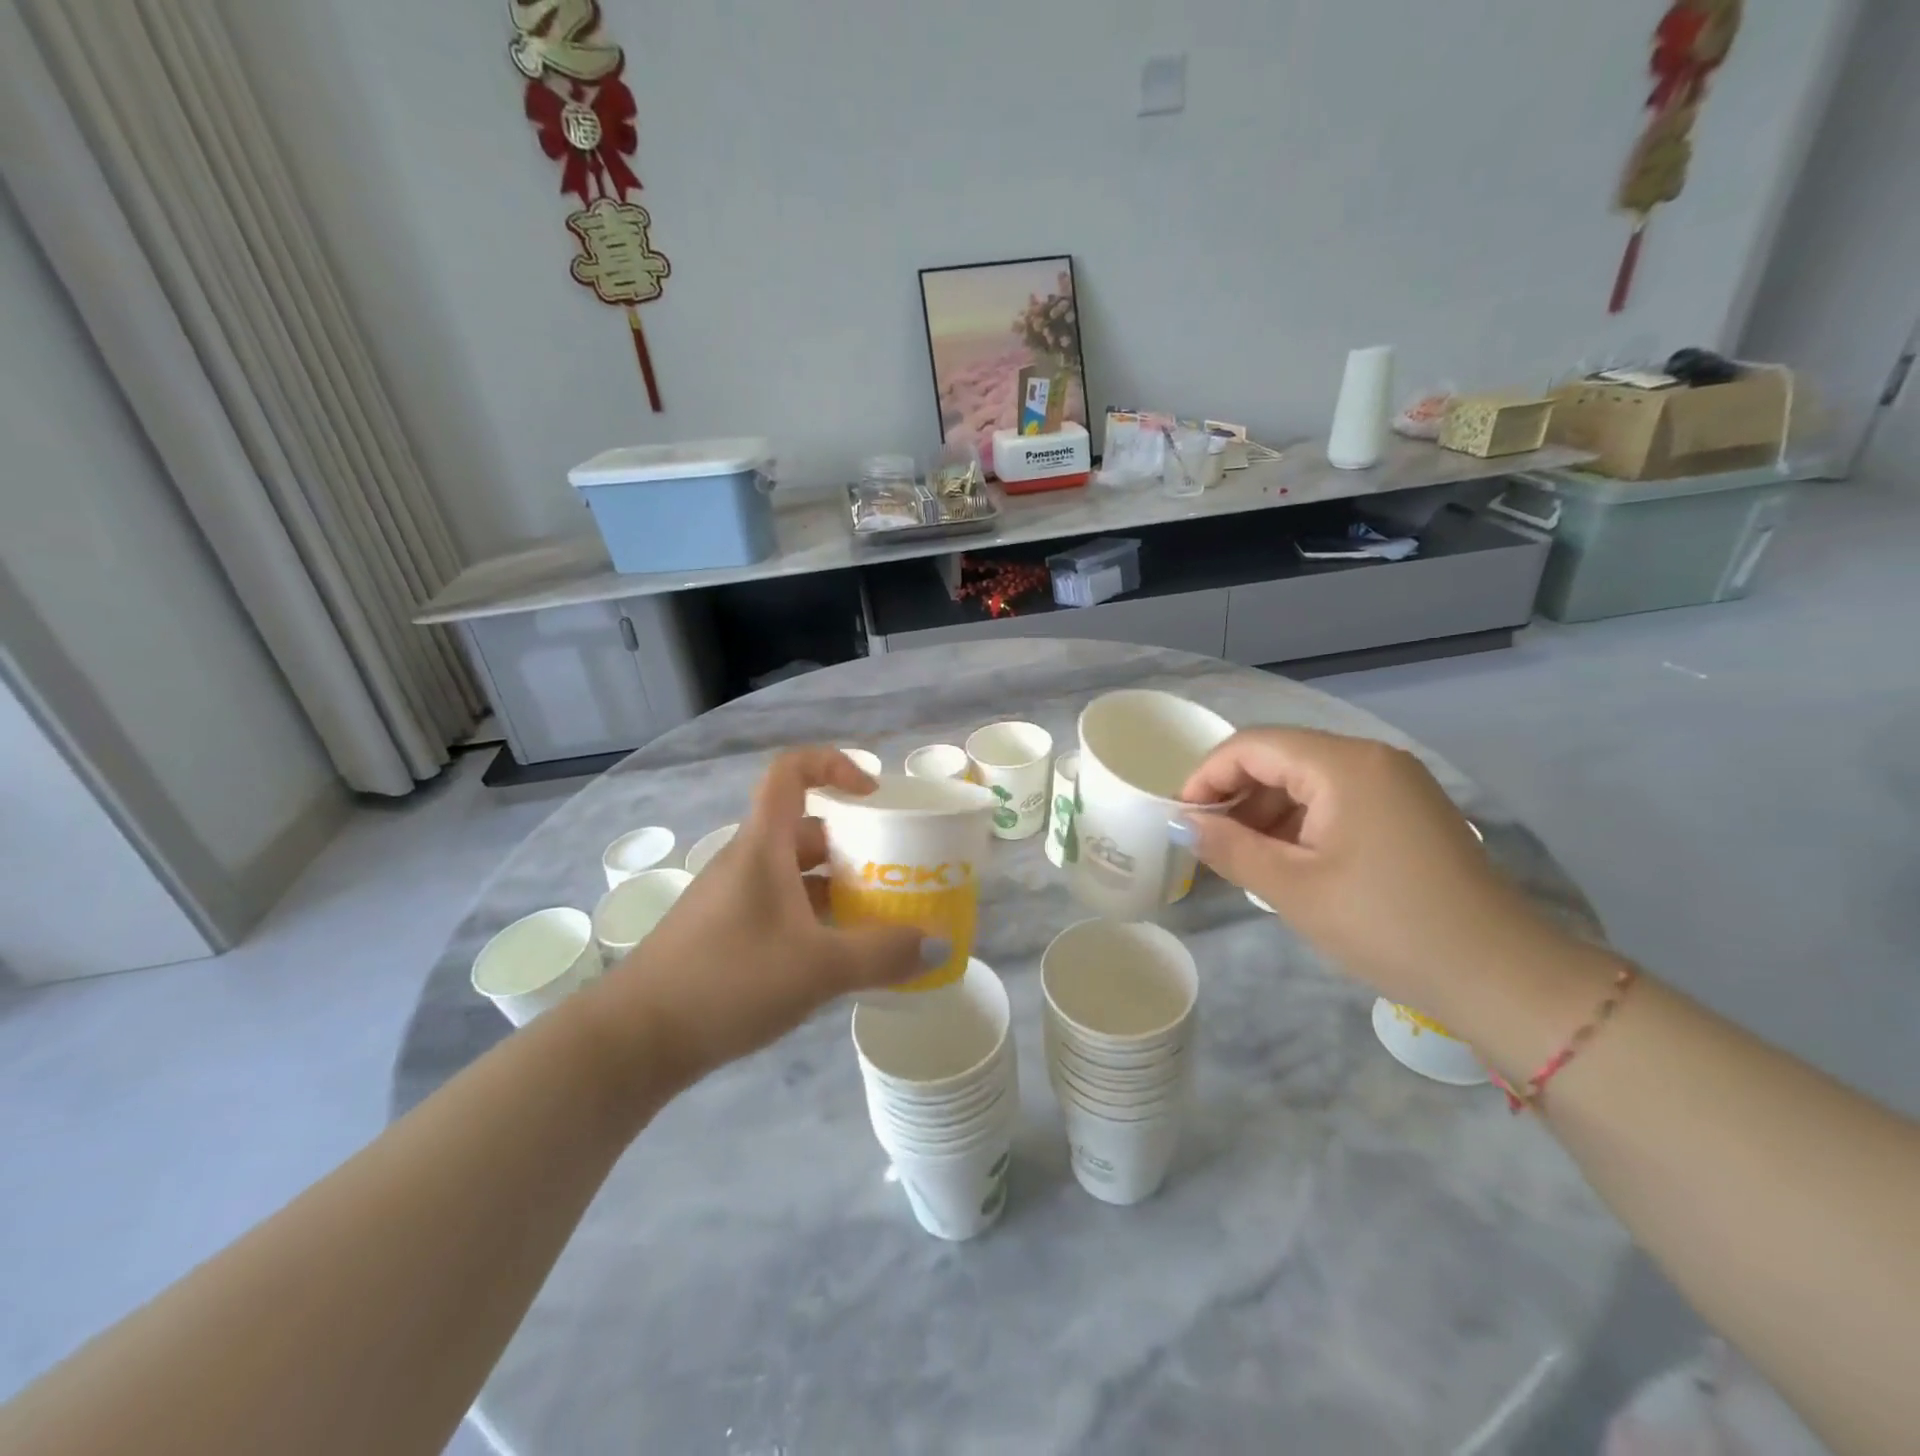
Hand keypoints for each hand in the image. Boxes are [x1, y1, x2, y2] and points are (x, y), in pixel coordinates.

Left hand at [592, 748, 943, 1085]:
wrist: (635, 1040)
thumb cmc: (728, 981)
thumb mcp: (817, 968)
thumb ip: (882, 955)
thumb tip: (939, 946)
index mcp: (763, 845)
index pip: (791, 771)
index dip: (835, 765)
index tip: (872, 796)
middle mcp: (746, 861)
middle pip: (805, 828)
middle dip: (853, 844)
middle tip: (894, 871)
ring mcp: (731, 898)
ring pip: (795, 873)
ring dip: (836, 887)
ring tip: (877, 918)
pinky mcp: (724, 933)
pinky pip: (780, 907)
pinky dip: (813, 918)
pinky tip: (836, 957)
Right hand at [1178, 728, 1549, 1007]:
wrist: (1501, 976)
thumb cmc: (1386, 925)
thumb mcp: (1293, 888)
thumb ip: (1229, 847)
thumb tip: (1181, 823)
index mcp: (1344, 764)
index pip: (1252, 746)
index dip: (1207, 776)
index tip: (1181, 819)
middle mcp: (1371, 758)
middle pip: (1281, 757)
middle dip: (1236, 795)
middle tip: (1208, 842)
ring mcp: (1396, 784)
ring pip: (1308, 780)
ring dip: (1268, 811)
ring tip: (1243, 858)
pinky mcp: (1409, 811)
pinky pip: (1338, 800)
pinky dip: (1302, 823)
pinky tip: (1288, 861)